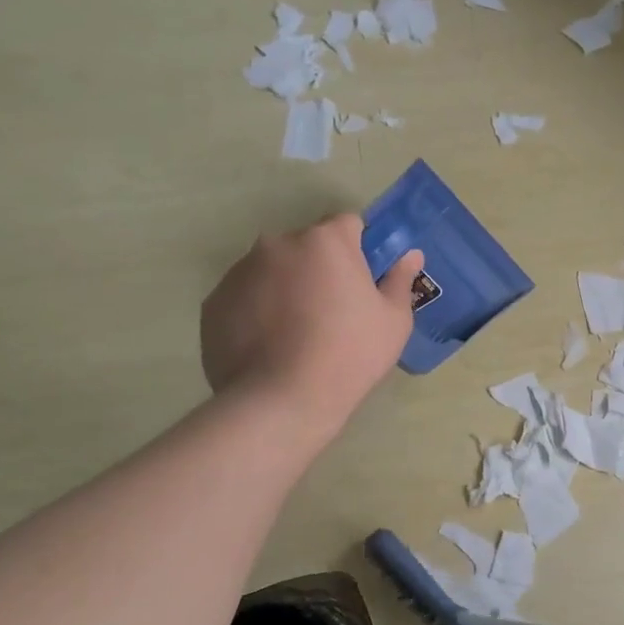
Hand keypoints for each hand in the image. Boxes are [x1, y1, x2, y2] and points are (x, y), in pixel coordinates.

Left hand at [200, 214, 421, 446]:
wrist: (282, 400)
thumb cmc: (350, 355)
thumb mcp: (393, 321)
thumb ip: (399, 280)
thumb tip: (410, 255)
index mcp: (325, 241)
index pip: (348, 224)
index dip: (359, 250)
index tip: (362, 282)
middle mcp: (278, 243)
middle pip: (307, 247)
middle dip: (319, 269)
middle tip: (332, 314)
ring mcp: (240, 271)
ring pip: (273, 271)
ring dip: (286, 289)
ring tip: (296, 335)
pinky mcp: (213, 302)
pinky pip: (245, 297)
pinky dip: (257, 312)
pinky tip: (269, 346)